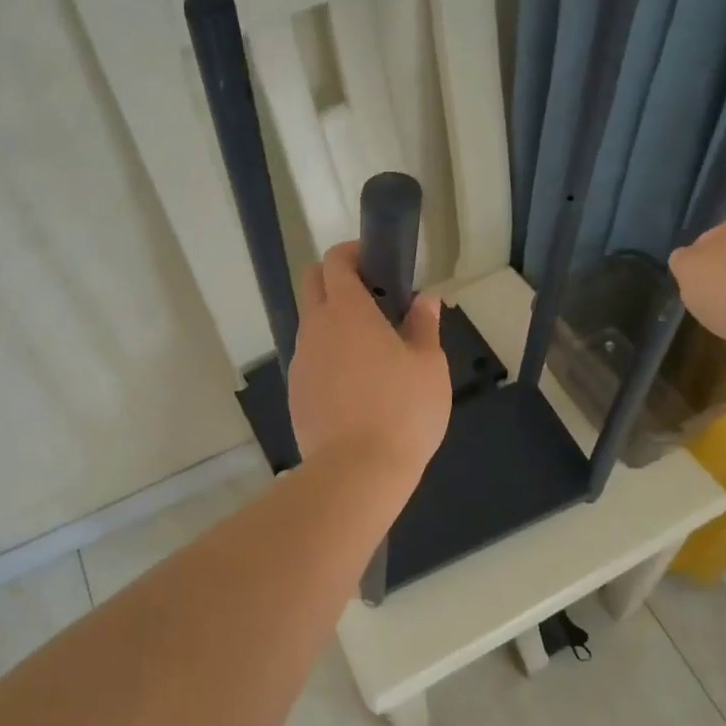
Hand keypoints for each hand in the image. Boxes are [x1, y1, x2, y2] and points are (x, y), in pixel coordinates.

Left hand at [288, 242, 451, 485]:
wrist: (357, 472)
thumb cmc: (402, 410)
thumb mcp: (429, 365)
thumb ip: (424, 325)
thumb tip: (425, 300)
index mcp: (347, 311)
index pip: (335, 262)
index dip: (353, 253)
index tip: (376, 262)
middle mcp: (316, 328)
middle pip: (312, 283)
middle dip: (336, 278)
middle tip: (374, 299)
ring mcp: (301, 361)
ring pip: (311, 323)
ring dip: (334, 321)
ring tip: (371, 350)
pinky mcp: (296, 392)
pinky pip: (310, 359)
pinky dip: (329, 356)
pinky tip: (356, 386)